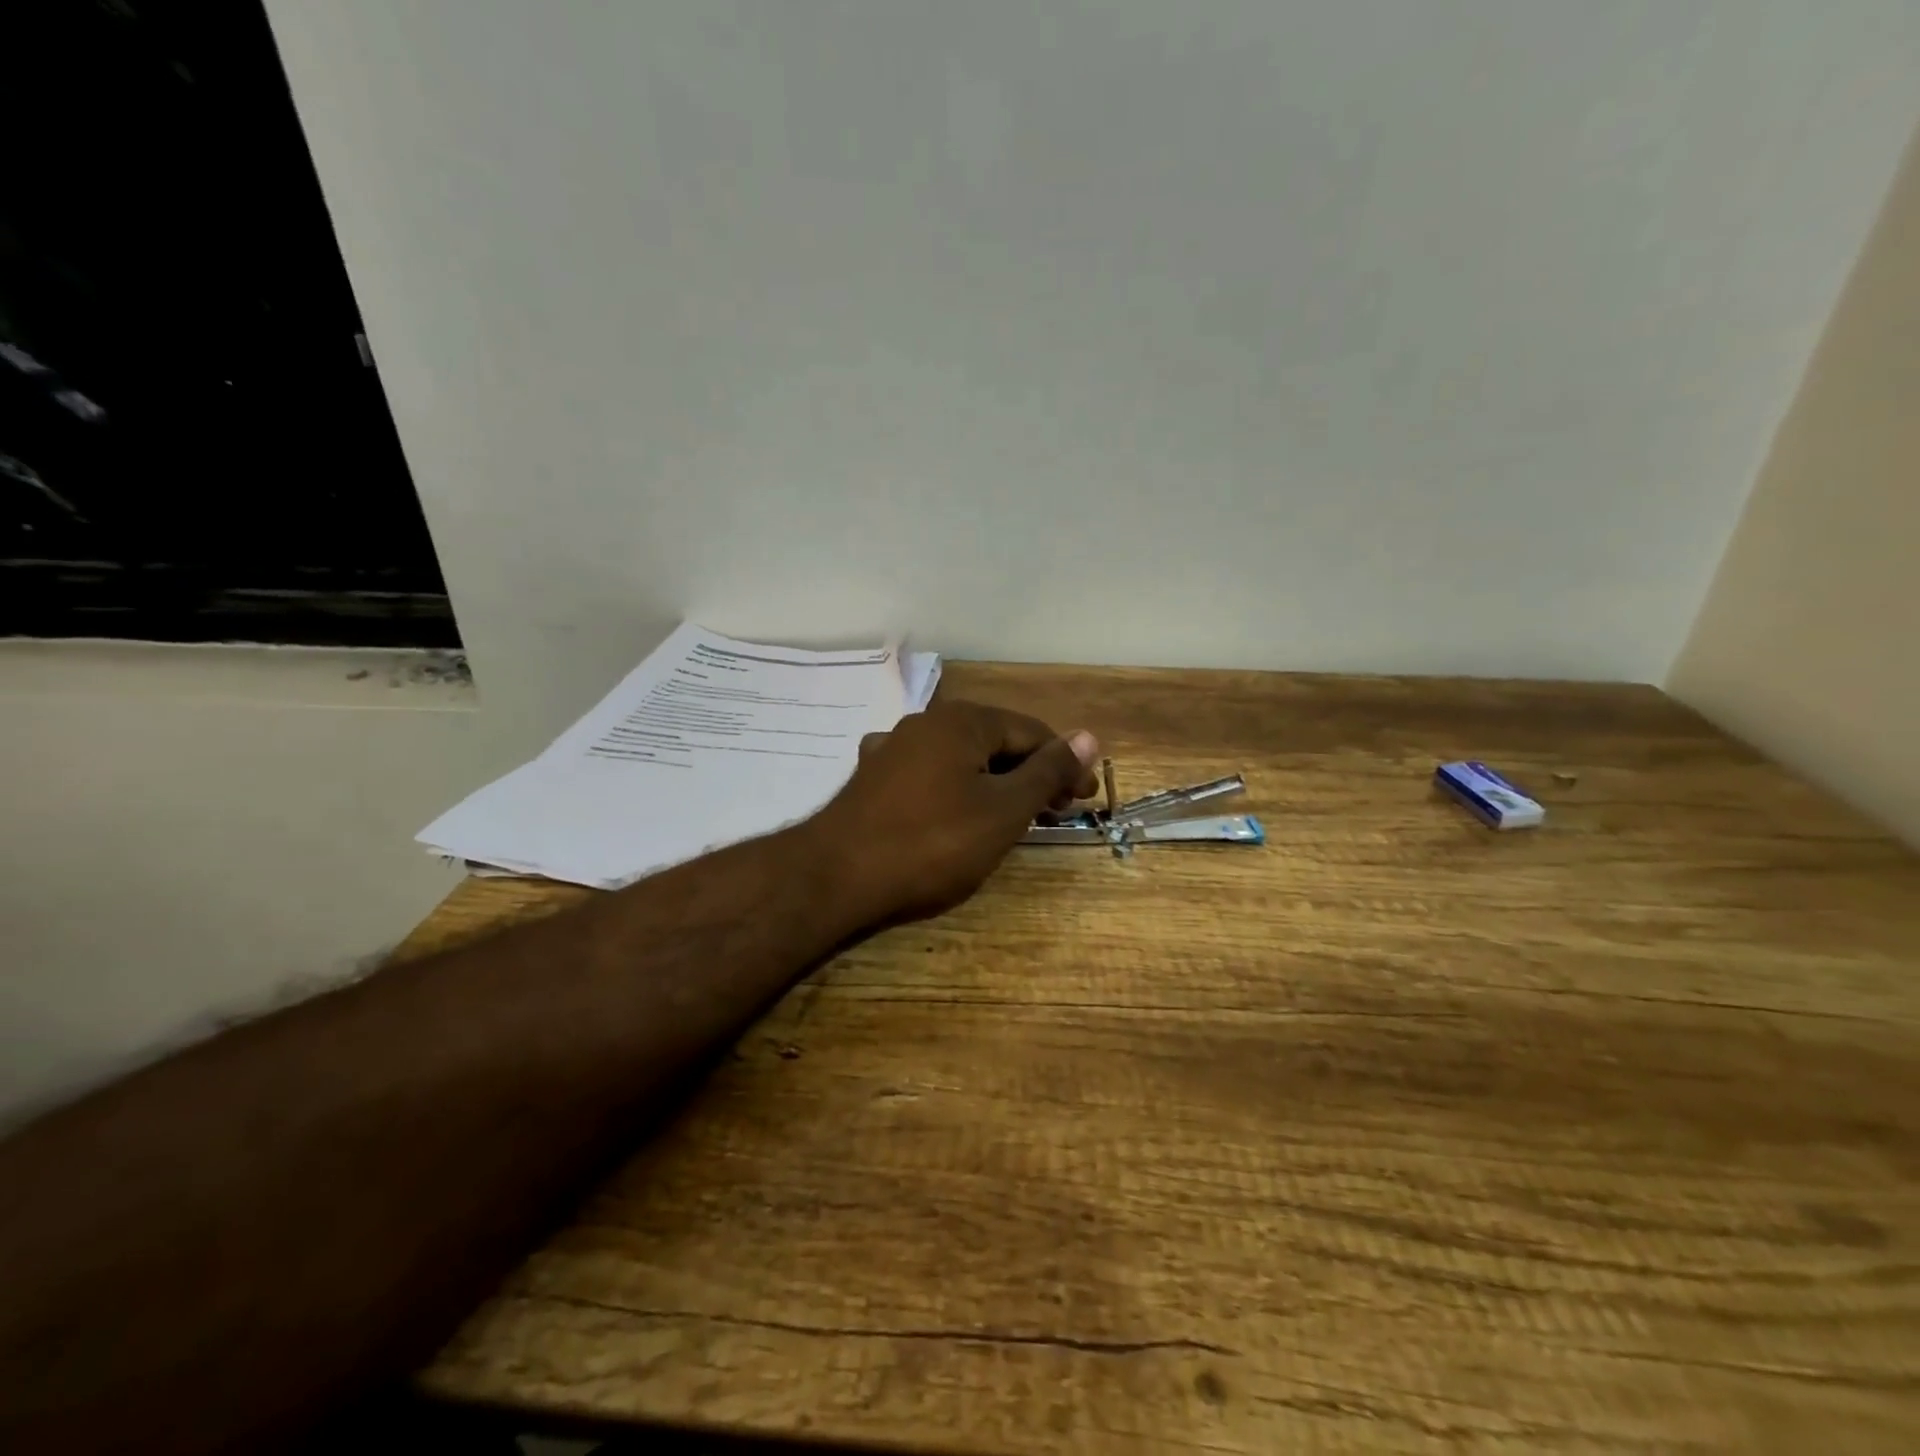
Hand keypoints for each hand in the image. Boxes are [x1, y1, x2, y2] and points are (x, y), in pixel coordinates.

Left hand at [807, 700, 1100, 924]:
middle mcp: (927, 722)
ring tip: (1012, 817)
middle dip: (1030, 774)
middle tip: (1055, 812)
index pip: (1032, 732)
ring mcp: (895, 748)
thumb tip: (1089, 736)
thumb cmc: (933, 842)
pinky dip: (955, 791)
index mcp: (963, 720)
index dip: (1066, 765)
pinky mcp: (875, 778)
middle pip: (996, 742)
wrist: (838, 874)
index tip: (1085, 801)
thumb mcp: (1004, 810)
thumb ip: (1047, 772)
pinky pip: (930, 775)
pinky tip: (955, 812)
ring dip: (994, 783)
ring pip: (962, 759)